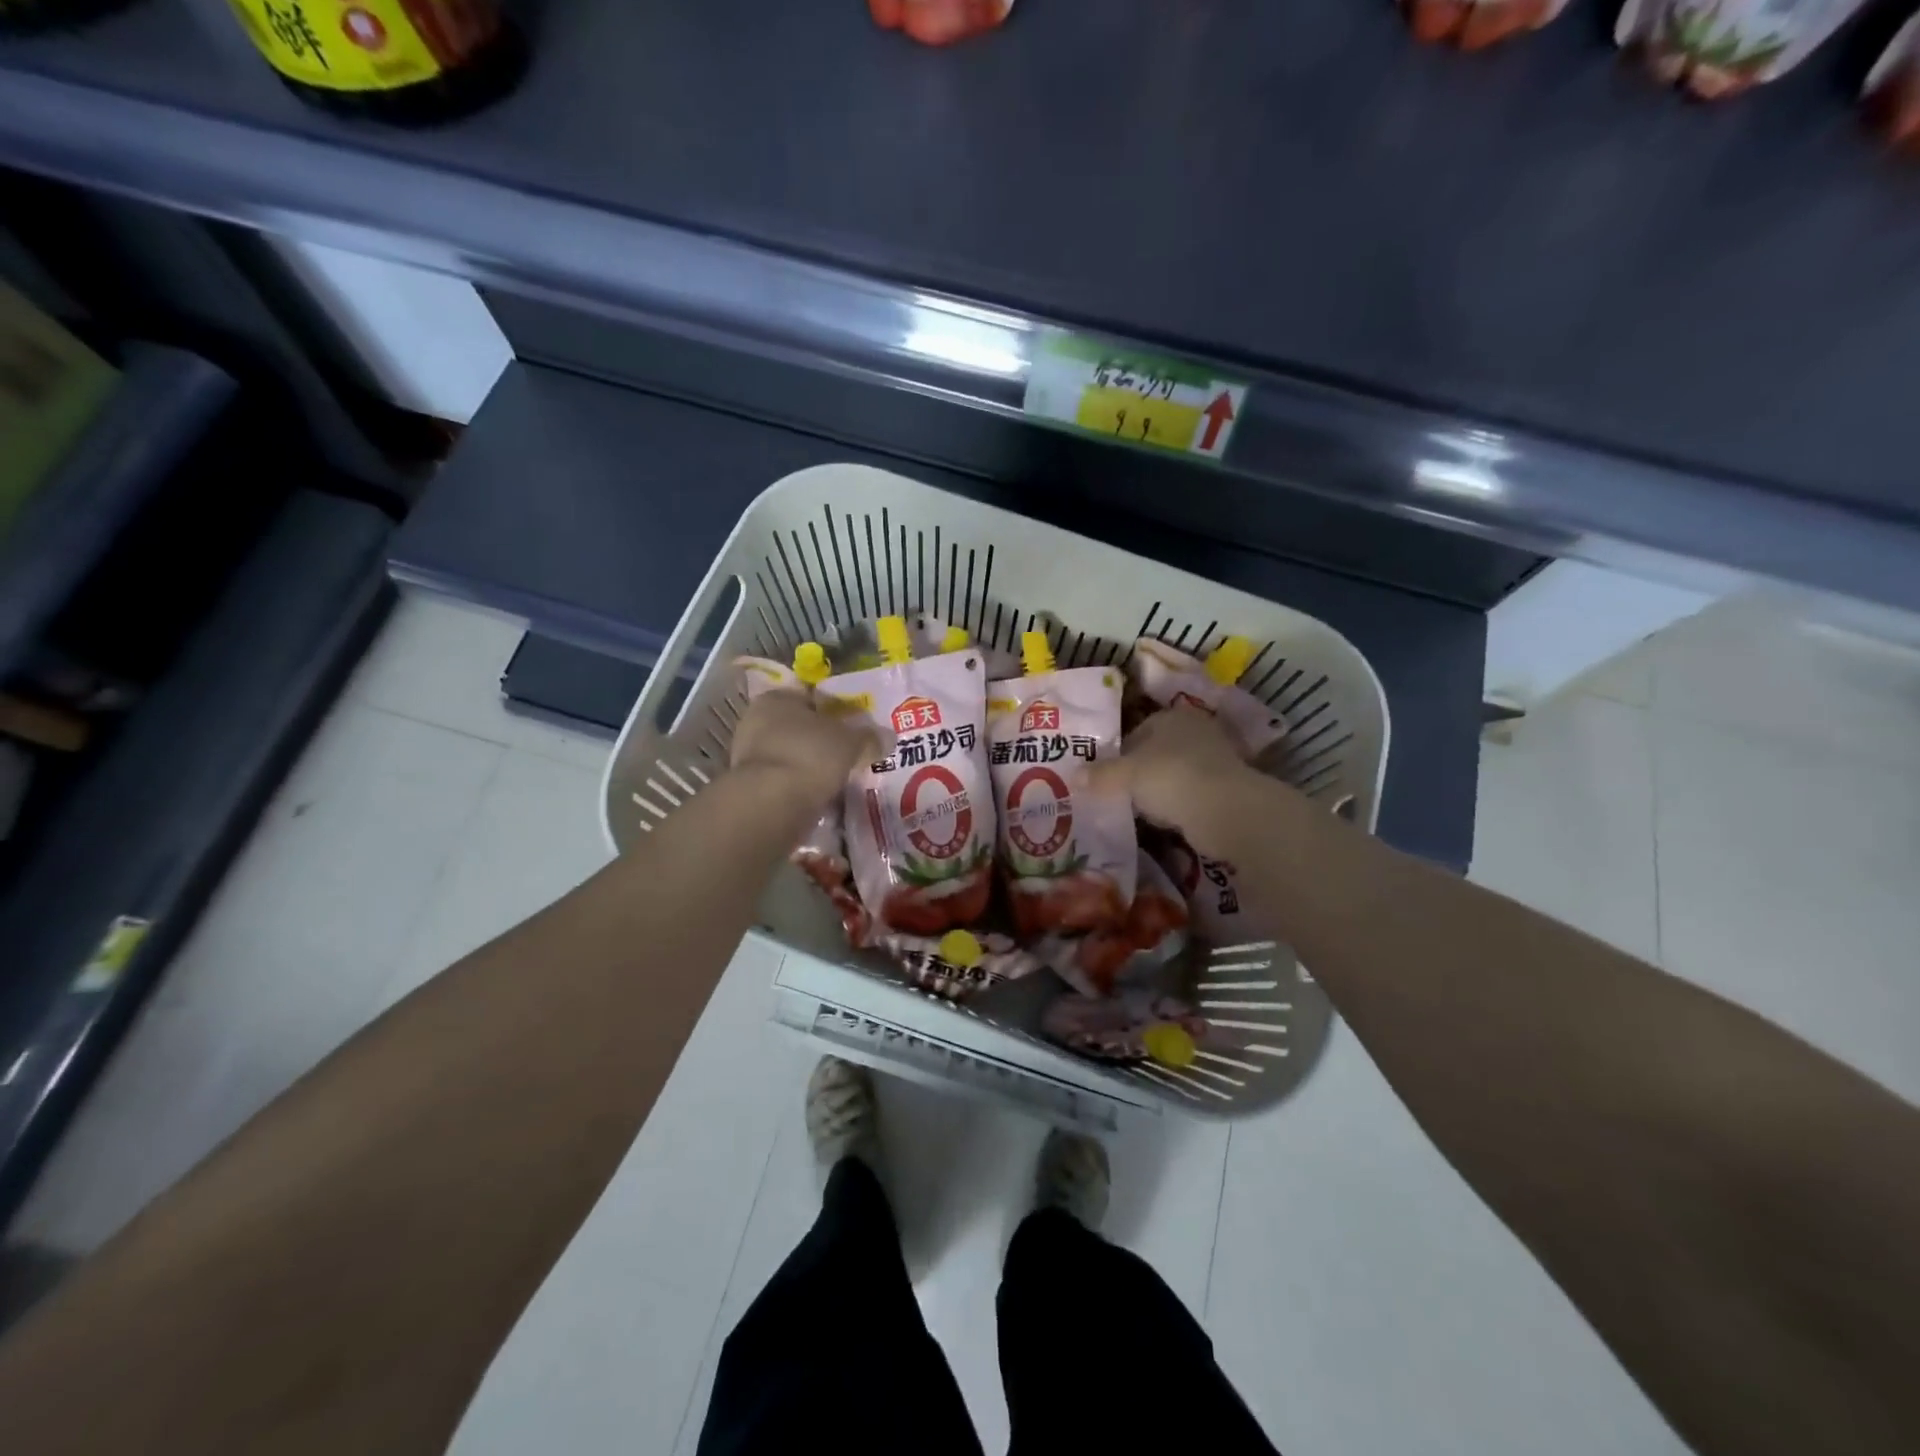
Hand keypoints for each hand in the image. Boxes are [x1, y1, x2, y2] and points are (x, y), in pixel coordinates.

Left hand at [729, 685, 879, 807]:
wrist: (771, 804)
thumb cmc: (810, 755)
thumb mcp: (851, 742)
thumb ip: (869, 737)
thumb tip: (887, 737)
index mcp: (778, 697)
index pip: (810, 696)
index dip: (835, 710)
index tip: (854, 726)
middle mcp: (757, 720)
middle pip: (799, 727)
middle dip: (822, 740)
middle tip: (850, 754)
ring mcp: (749, 755)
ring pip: (791, 754)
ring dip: (811, 765)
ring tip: (839, 778)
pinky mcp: (750, 786)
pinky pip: (784, 780)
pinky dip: (800, 786)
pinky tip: (820, 796)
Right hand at [1092, 705, 1276, 855]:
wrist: (1225, 810)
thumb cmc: (1170, 778)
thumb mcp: (1126, 775)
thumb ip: (1100, 775)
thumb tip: (1074, 776)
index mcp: (1171, 717)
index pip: (1137, 732)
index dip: (1118, 754)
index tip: (1105, 777)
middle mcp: (1195, 731)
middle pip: (1156, 752)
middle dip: (1139, 772)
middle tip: (1117, 794)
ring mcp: (1215, 759)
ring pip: (1174, 773)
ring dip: (1159, 790)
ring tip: (1138, 811)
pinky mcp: (1226, 787)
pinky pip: (1190, 794)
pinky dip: (1177, 804)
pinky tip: (1165, 820)